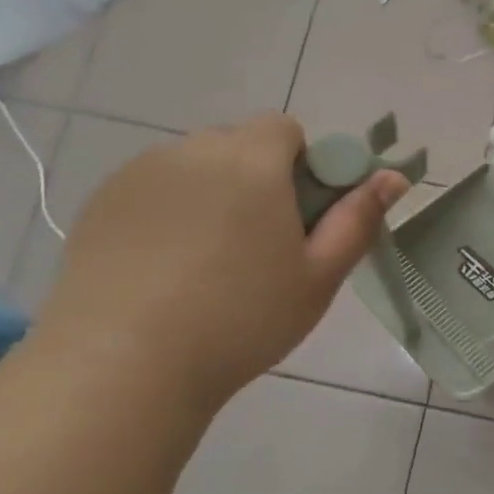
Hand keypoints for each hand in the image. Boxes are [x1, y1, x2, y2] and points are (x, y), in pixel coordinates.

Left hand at [36, 114, 407, 407]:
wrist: (123, 365)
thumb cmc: (242, 319)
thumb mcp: (318, 276)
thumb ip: (358, 219)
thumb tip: (394, 176)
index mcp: (251, 162)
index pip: (285, 128)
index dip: (302, 165)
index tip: (299, 217)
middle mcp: (192, 151)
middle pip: (238, 144)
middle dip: (257, 178)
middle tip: (260, 245)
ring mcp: (139, 175)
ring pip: (194, 166)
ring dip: (212, 193)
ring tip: (207, 262)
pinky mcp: (100, 203)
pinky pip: (153, 189)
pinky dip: (169, 212)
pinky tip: (164, 268)